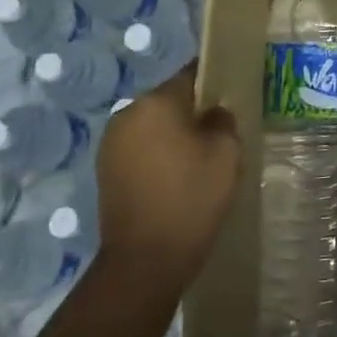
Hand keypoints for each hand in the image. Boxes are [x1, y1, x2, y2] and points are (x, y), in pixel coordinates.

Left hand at [95, 63, 240, 289]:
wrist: (145, 261)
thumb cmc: (191, 197)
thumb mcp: (226, 152)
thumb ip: (223, 120)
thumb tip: (213, 113)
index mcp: (156, 101)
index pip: (191, 74)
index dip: (214, 81)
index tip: (231, 95)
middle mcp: (127, 113)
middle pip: (169, 100)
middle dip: (193, 111)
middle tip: (219, 133)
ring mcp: (111, 143)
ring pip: (153, 125)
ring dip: (173, 134)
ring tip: (198, 160)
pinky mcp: (105, 171)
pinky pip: (140, 148)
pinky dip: (158, 155)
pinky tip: (176, 177)